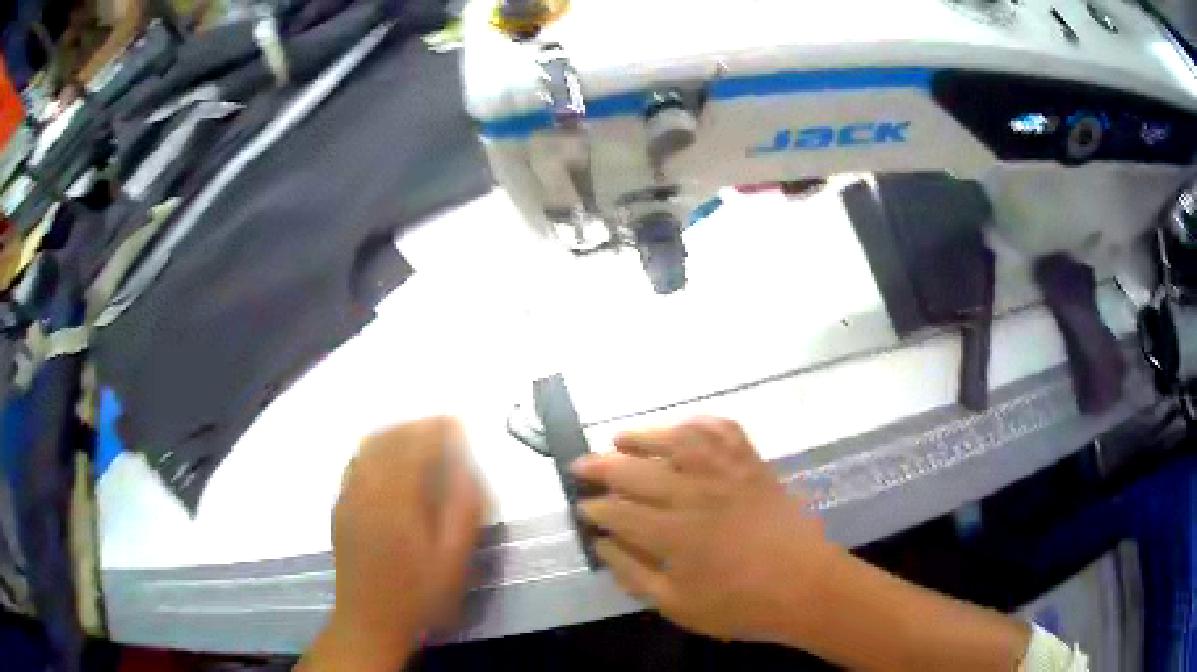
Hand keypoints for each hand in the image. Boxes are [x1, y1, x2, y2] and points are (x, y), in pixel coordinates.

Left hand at [301, 417, 483, 670]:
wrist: (370, 619)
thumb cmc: (419, 594)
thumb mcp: (453, 560)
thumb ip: (463, 510)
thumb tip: (467, 469)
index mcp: (396, 499)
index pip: (414, 446)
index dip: (436, 429)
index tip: (456, 422)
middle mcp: (367, 488)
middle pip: (388, 439)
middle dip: (415, 426)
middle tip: (440, 427)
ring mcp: (348, 496)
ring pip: (368, 447)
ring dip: (393, 433)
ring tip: (416, 436)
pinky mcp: (340, 507)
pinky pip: (355, 463)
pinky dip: (373, 449)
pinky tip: (386, 460)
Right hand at [571, 417, 836, 642]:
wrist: (807, 586)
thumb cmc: (741, 605)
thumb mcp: (678, 605)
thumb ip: (634, 574)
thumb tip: (603, 545)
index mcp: (674, 535)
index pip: (618, 513)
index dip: (593, 509)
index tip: (580, 509)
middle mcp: (695, 495)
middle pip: (635, 471)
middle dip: (599, 467)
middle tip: (579, 467)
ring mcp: (727, 474)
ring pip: (676, 440)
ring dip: (643, 436)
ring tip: (619, 440)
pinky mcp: (753, 466)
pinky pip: (723, 431)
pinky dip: (700, 424)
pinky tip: (684, 430)